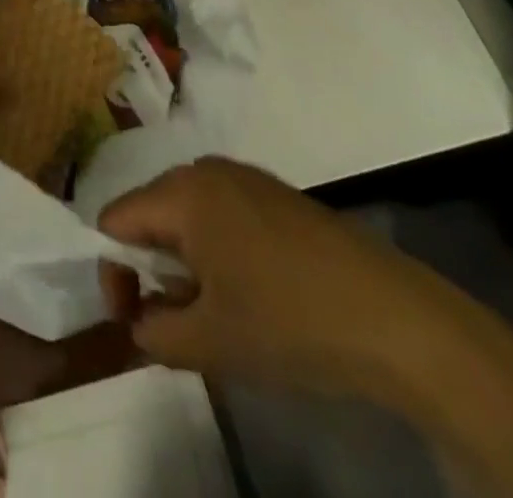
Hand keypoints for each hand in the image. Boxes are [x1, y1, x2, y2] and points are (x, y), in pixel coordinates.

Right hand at [98, 159, 498, 414]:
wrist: (399, 320)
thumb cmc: (291, 322)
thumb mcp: (211, 343)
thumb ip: (154, 331)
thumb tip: (141, 320)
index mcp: (181, 192)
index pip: (114, 220)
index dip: (113, 272)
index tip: (135, 320)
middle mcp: (205, 169)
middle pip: (149, 213)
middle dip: (151, 268)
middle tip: (175, 322)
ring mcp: (245, 177)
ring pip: (187, 216)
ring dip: (185, 264)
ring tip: (215, 314)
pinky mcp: (276, 195)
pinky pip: (221, 215)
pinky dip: (217, 252)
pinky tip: (251, 294)